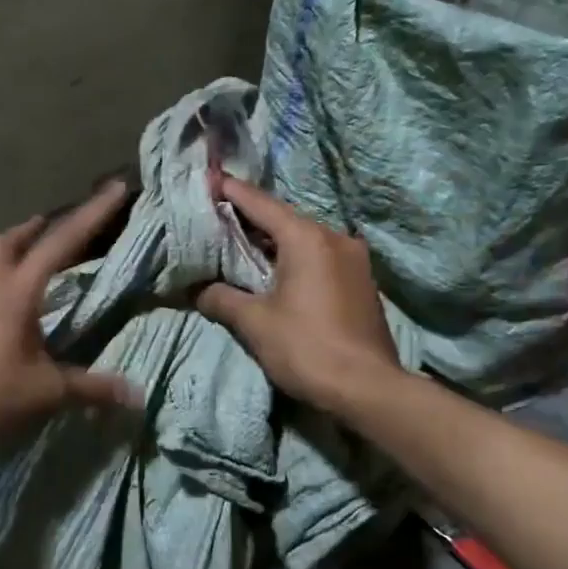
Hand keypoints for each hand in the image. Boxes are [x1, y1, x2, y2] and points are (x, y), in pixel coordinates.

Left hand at [0, 179, 138, 446]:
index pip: (62, 242)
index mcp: (18, 291)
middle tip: (57, 223)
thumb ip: (90, 388)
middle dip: (39, 227)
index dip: (93, 214)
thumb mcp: (45, 392)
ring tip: (30, 254)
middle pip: (13, 240)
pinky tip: (2, 302)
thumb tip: (136, 394)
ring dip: (13, 248)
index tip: (115, 188)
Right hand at [196, 175, 401, 409]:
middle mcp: (334, 238)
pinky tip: (276, 273)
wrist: (369, 389)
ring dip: (272, 242)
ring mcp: (354, 259)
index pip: (260, 204)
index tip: (208, 179)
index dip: (231, 191)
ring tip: (240, 247)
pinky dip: (294, 259)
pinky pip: (319, 258)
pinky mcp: (361, 282)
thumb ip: (222, 299)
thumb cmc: (307, 348)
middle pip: (283, 219)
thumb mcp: (255, 323)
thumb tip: (198, 290)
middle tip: (216, 218)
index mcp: (307, 238)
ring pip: (303, 239)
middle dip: (249, 219)